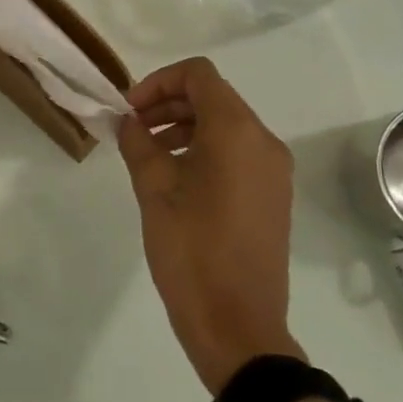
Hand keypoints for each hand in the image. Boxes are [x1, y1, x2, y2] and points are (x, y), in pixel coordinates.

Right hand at [118, 57, 302, 391]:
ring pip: (226, 125)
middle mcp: (264, 141)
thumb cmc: (192, 251)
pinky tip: (175, 179)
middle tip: (132, 130)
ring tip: (148, 155)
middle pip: (214, 97)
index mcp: (237, 131)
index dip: (159, 82)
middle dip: (168, 104)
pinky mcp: (273, 195)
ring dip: (184, 127)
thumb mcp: (154, 190)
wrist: (238, 326)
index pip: (199, 75)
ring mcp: (274, 170)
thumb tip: (128, 121)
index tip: (130, 111)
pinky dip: (204, 150)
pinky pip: (238, 153)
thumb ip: (138, 143)